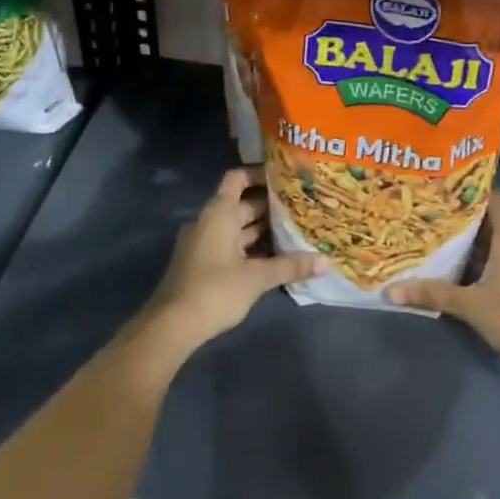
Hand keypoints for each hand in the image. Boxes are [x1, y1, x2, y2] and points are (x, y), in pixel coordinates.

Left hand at [143, 168, 325, 350]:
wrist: (173, 324)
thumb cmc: (215, 290)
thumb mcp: (257, 277)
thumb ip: (290, 266)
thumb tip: (326, 261)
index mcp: (218, 214)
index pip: (237, 179)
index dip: (258, 174)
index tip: (284, 176)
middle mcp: (208, 222)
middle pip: (240, 205)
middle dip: (269, 205)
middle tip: (301, 206)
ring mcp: (203, 244)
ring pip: (236, 228)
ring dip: (260, 229)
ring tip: (294, 229)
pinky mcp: (202, 264)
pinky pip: (230, 246)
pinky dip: (250, 247)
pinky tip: (274, 257)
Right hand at [389, 190, 499, 372]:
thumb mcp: (468, 304)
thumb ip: (431, 293)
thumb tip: (391, 291)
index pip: (495, 199)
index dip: (473, 193)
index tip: (449, 192)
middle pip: (499, 222)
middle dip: (473, 222)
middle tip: (443, 222)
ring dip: (487, 245)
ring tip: (457, 247)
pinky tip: (479, 272)